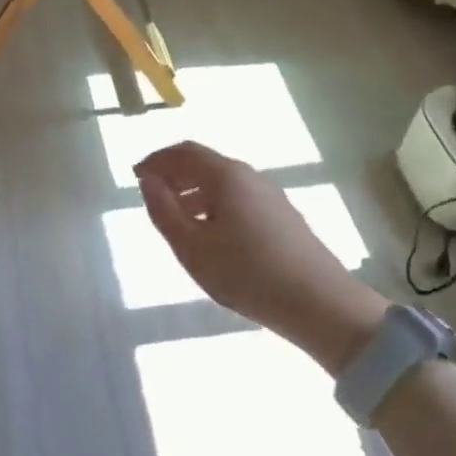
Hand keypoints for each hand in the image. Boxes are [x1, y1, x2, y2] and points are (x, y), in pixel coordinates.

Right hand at [135, 142, 386, 371]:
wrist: (319, 304)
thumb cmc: (246, 273)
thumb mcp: (191, 248)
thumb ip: (163, 211)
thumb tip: (148, 181)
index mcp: (225, 176)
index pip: (184, 152)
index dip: (157, 160)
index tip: (136, 175)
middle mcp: (249, 176)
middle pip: (204, 163)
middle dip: (174, 174)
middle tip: (151, 196)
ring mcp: (270, 195)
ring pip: (222, 183)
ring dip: (194, 191)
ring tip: (176, 219)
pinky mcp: (282, 216)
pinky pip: (238, 198)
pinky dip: (214, 205)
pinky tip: (210, 234)